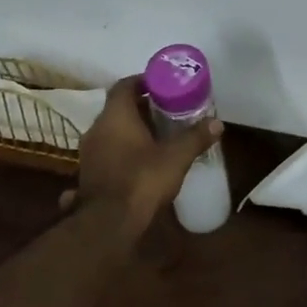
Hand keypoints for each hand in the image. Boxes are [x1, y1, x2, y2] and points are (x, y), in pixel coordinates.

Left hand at [63, 77, 222, 239]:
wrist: (108, 225)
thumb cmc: (141, 180)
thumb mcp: (176, 157)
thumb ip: (195, 137)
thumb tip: (217, 123)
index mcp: (115, 116)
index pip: (124, 86)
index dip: (142, 81)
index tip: (161, 84)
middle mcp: (97, 129)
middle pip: (118, 108)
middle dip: (141, 107)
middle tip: (166, 110)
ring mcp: (89, 153)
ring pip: (111, 131)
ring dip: (131, 130)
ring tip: (157, 135)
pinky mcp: (89, 175)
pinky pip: (107, 151)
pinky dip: (123, 150)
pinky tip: (142, 161)